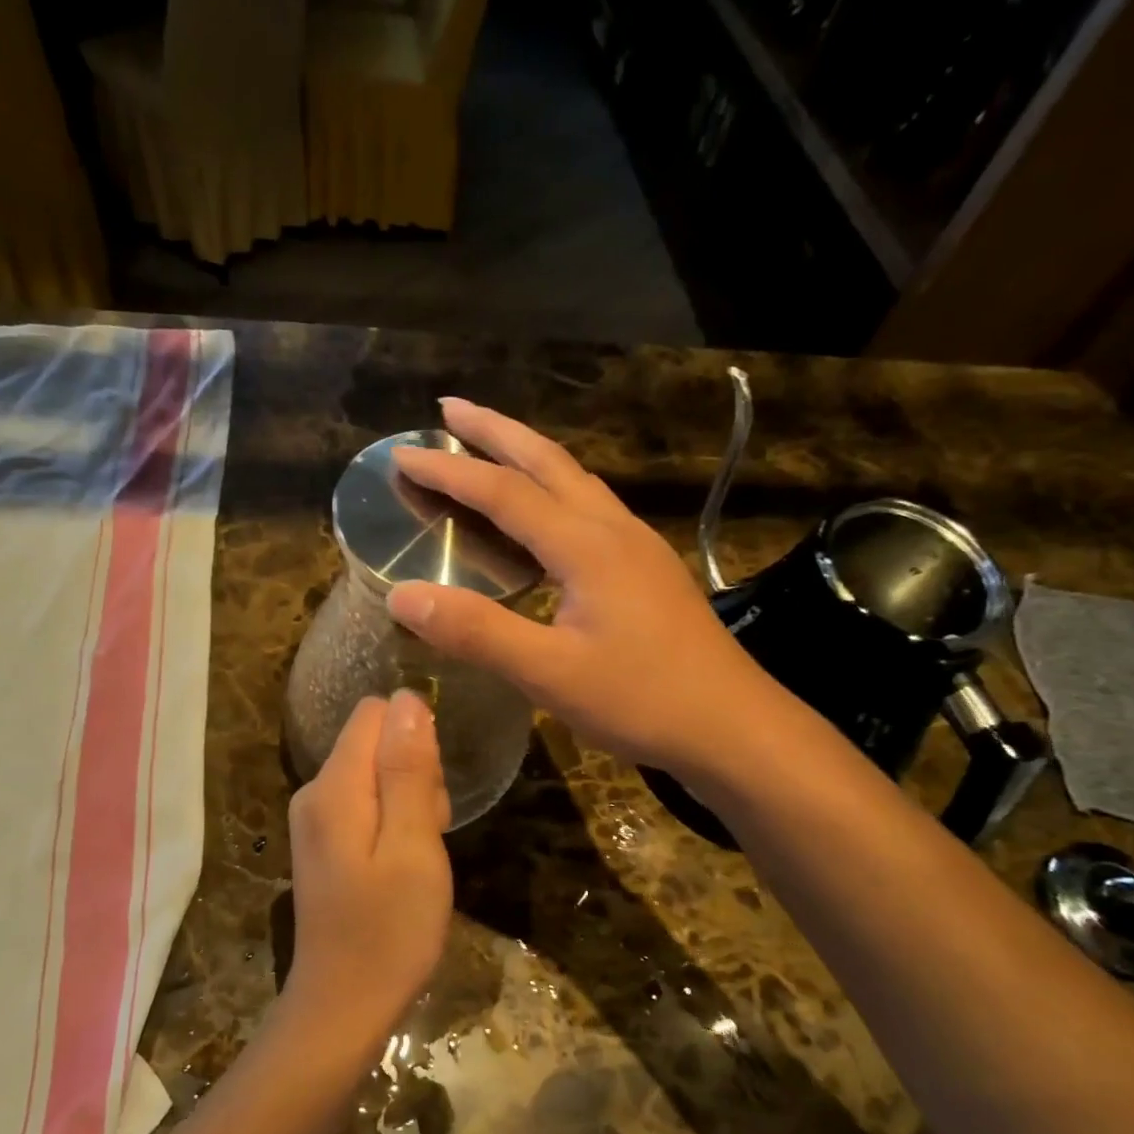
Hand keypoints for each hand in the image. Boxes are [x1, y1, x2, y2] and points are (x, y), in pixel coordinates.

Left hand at [286, 692, 452, 1049]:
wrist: (343, 1006)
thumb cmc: (389, 931)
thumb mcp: (414, 846)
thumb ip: (409, 770)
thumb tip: (407, 698)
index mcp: (334, 786)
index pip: (375, 714)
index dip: (415, 739)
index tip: (432, 791)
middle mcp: (314, 791)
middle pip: (375, 742)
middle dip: (414, 773)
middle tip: (429, 832)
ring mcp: (314, 818)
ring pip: (375, 773)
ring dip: (409, 801)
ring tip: (419, 855)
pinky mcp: (323, 842)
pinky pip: (366, 803)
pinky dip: (394, 822)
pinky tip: (403, 865)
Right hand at [387, 398, 765, 776]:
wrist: (732, 725)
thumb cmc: (643, 700)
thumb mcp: (550, 674)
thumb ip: (477, 632)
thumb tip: (401, 595)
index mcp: (587, 546)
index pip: (504, 492)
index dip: (450, 471)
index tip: (403, 455)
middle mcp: (613, 530)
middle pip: (547, 461)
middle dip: (495, 430)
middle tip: (450, 408)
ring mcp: (637, 547)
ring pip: (575, 480)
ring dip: (528, 454)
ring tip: (490, 445)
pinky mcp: (648, 570)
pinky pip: (590, 508)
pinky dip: (553, 490)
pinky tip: (546, 514)